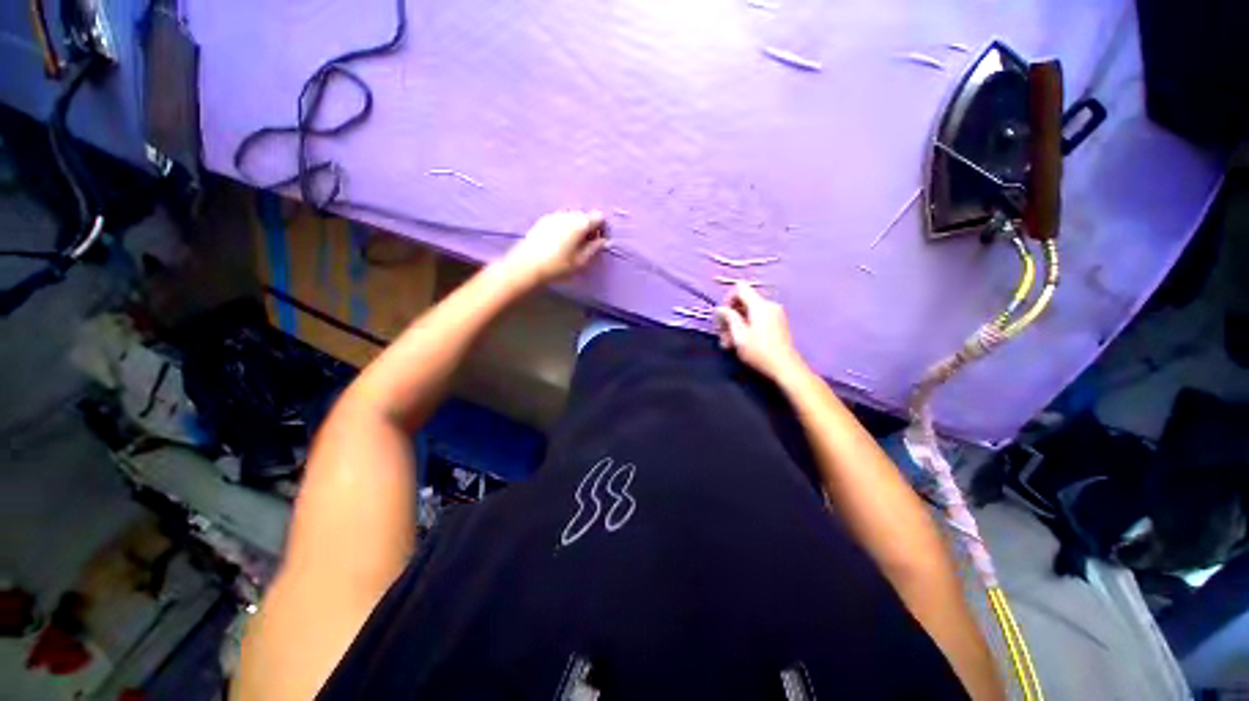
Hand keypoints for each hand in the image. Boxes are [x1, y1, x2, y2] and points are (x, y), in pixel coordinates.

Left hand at [500, 209, 606, 287]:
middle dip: (589, 228)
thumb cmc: (558, 266)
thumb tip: (604, 241)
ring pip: (571, 217)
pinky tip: (560, 243)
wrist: (526, 266)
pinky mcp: (542, 221)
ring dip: (576, 228)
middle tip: (587, 245)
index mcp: (580, 223)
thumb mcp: (581, 261)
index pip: (598, 217)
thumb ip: (594, 249)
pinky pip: (560, 221)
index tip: (599, 242)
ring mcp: (553, 216)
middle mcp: (567, 214)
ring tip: (573, 245)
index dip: (602, 229)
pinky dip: (564, 228)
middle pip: (584, 216)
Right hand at [715, 283, 806, 381]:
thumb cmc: (760, 352)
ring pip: (749, 312)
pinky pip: (758, 319)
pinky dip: (747, 327)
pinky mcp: (777, 324)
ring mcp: (775, 315)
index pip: (740, 288)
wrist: (786, 368)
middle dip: (730, 316)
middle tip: (723, 335)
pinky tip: (742, 343)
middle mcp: (769, 305)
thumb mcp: (739, 335)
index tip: (723, 316)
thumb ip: (729, 318)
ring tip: (730, 344)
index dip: (728, 299)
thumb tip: (720, 308)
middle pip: (744, 301)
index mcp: (760, 305)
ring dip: (737, 325)